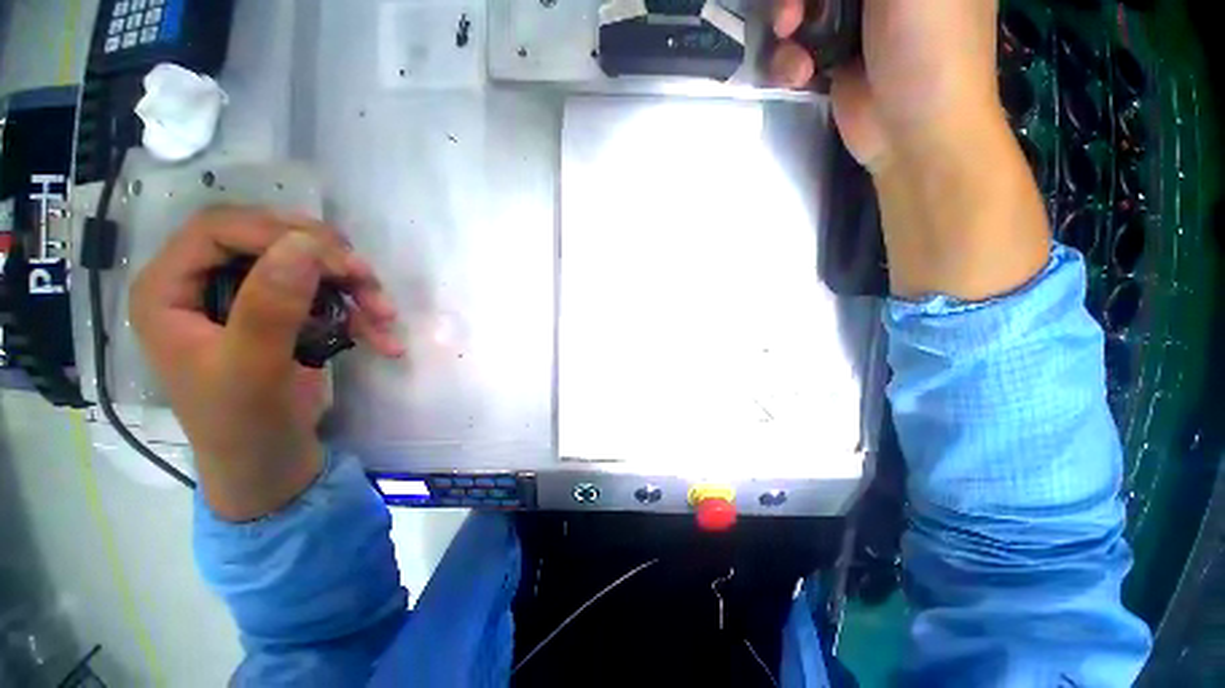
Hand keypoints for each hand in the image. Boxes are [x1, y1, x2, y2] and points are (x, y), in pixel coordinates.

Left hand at [130, 206, 403, 520]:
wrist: (271, 464)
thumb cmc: (243, 425)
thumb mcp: (252, 370)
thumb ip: (270, 307)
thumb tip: (304, 243)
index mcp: (168, 291)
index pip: (219, 230)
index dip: (278, 234)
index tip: (338, 261)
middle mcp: (203, 284)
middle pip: (268, 240)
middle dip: (325, 258)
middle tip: (367, 280)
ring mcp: (246, 298)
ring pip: (306, 264)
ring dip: (352, 286)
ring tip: (385, 315)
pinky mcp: (283, 315)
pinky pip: (326, 294)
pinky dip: (360, 311)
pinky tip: (384, 338)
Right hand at [771, 0, 1000, 170]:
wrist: (914, 133)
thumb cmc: (929, 44)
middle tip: (791, 12)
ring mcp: (858, 19)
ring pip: (802, 5)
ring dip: (785, 23)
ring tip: (791, 45)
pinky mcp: (835, 58)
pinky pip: (797, 45)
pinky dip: (789, 60)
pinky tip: (800, 75)